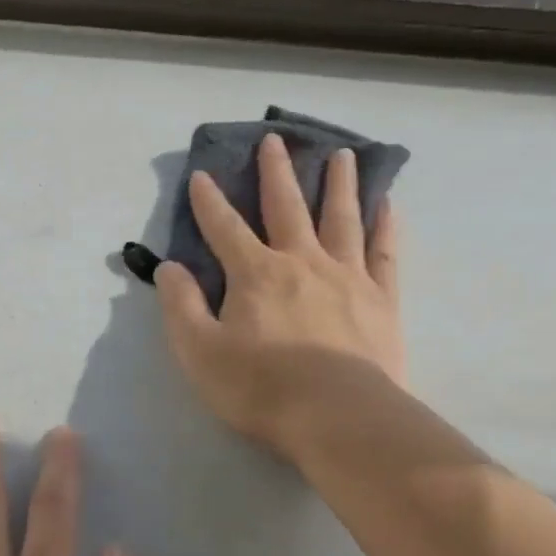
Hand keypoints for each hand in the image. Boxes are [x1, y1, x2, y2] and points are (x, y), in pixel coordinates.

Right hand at [154, 133, 403, 461]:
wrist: (338, 416)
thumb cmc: (261, 389)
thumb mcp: (200, 353)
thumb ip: (181, 307)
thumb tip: (168, 268)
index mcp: (256, 274)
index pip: (225, 229)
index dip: (209, 202)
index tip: (202, 175)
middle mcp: (302, 262)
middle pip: (287, 207)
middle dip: (276, 172)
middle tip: (276, 139)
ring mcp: (348, 276)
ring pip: (341, 218)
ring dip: (338, 184)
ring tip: (341, 154)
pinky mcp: (382, 299)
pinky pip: (384, 251)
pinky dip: (384, 224)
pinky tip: (387, 204)